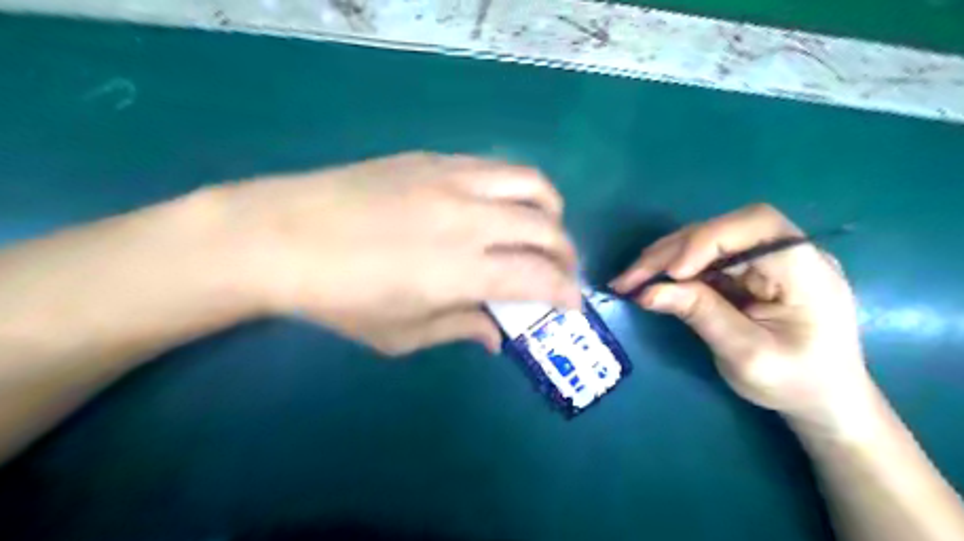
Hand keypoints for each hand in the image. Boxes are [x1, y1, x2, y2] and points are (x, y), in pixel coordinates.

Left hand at [219, 151, 578, 354]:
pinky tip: (502, 205)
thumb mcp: (400, 335)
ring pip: (531, 184)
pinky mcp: (434, 160)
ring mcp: (452, 181)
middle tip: (560, 272)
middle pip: (545, 229)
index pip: (538, 277)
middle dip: (566, 255)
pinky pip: (496, 167)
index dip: (566, 292)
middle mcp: (468, 220)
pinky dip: (517, 188)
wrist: (279, 235)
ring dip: (550, 212)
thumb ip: (459, 328)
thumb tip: (497, 333)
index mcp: (460, 271)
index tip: (572, 303)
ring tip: (544, 230)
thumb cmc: (338, 298)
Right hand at [613, 205, 878, 432]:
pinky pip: (703, 260)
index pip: (756, 226)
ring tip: (630, 280)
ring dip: (663, 259)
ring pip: (704, 242)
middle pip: (720, 231)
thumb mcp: (746, 355)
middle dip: (670, 252)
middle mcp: (786, 253)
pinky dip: (672, 270)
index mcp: (805, 270)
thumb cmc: (796, 383)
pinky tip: (650, 281)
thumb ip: (700, 315)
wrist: (825, 401)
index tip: (673, 273)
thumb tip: (646, 292)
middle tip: (629, 278)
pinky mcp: (746, 271)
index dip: (708, 239)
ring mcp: (764, 260)